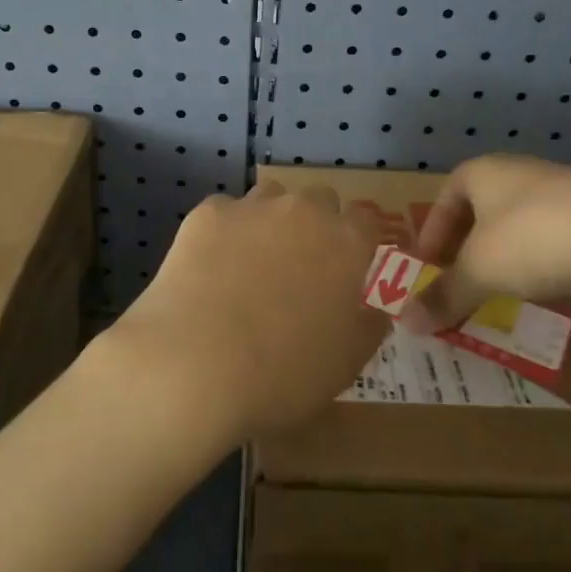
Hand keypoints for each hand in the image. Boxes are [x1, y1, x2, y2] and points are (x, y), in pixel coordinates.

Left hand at [107, 180, 387, 442]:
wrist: (195, 365)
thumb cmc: (284, 373)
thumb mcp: (347, 362)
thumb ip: (368, 324)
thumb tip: (374, 307)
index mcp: (346, 243)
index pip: (366, 219)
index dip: (359, 241)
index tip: (349, 266)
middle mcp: (303, 211)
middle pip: (319, 200)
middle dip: (315, 225)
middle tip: (300, 269)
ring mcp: (252, 207)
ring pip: (271, 198)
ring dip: (271, 221)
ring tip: (252, 264)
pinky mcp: (207, 214)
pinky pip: (225, 213)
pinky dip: (224, 233)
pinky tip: (211, 268)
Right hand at [408, 155, 570, 331]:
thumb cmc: (537, 238)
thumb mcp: (481, 270)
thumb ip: (444, 295)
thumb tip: (405, 324)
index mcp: (483, 172)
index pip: (443, 198)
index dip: (432, 234)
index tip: (427, 269)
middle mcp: (518, 174)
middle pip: (479, 213)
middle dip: (466, 251)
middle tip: (458, 286)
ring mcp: (561, 194)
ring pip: (516, 229)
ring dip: (502, 260)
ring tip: (496, 296)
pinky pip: (551, 242)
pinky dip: (538, 265)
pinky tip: (542, 293)